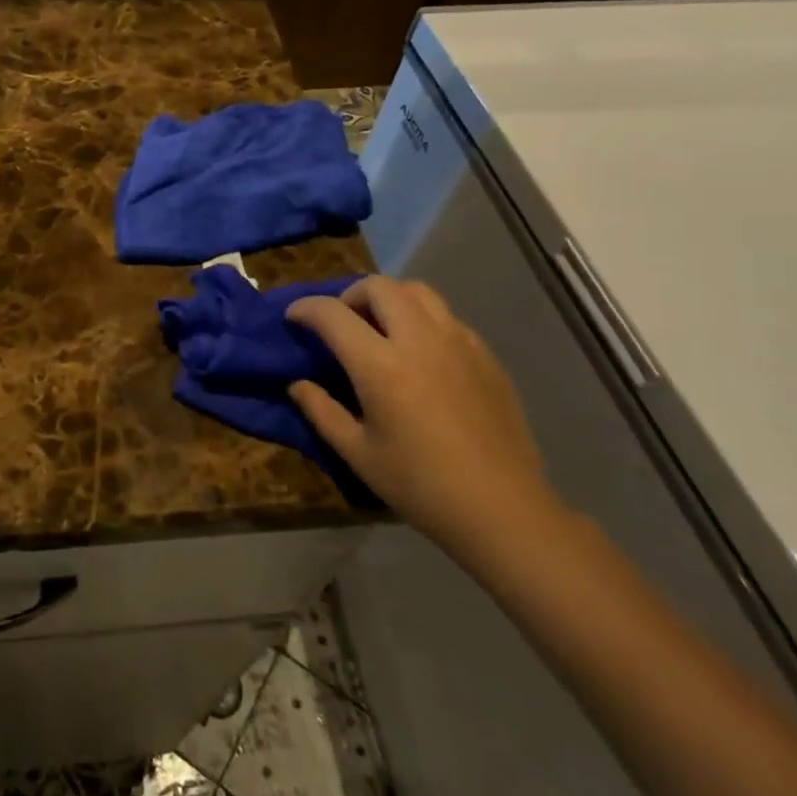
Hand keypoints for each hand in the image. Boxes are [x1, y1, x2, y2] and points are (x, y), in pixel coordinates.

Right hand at [287, 278, 558, 555]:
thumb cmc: (420, 485)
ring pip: (418, 291)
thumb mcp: (357, 453)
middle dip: (350, 294)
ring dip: (389, 299)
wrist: (502, 509)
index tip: (293, 317)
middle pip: (379, 286)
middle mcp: (419, 340)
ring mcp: (459, 343)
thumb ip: (321, 411)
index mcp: (380, 365)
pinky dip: (422, 319)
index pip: (333, 314)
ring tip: (380, 329)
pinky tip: (420, 355)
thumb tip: (298, 384)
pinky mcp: (486, 355)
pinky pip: (447, 317)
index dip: (306, 308)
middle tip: (340, 322)